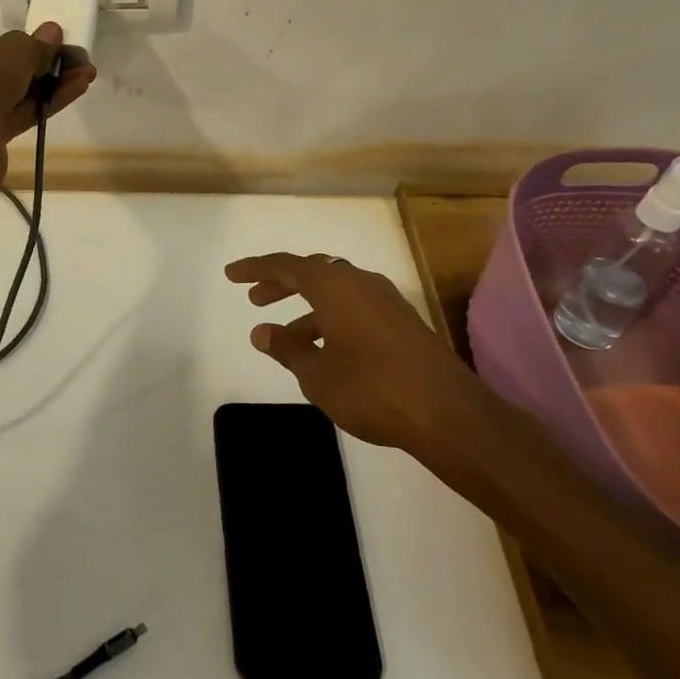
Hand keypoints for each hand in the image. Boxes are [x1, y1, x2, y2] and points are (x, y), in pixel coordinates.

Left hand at [0, 24, 97, 191]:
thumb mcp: (11, 53)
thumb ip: (33, 45)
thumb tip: (52, 32)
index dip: (16, 46)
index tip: (46, 45)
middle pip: (3, 71)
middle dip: (41, 66)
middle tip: (73, 59)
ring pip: (15, 95)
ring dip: (50, 84)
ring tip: (86, 74)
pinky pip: (20, 114)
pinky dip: (46, 104)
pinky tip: (75, 90)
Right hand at [224, 252, 499, 460]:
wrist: (448, 413)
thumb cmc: (371, 388)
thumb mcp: (317, 373)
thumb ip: (287, 349)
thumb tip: (262, 331)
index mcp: (334, 285)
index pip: (285, 265)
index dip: (255, 269)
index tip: (231, 274)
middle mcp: (360, 283)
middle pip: (313, 273)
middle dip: (282, 284)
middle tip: (256, 299)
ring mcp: (386, 302)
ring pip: (336, 293)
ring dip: (308, 308)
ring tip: (286, 338)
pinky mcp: (403, 323)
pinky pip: (356, 308)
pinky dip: (332, 320)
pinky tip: (325, 351)